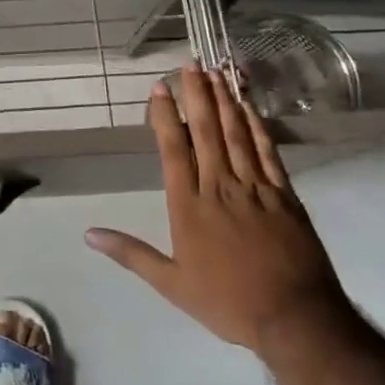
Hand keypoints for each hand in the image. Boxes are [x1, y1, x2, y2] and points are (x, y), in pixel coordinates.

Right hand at [85, 65, 354, 355]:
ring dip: (225, 101)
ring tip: (216, 73)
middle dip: (197, 95)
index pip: (173, 149)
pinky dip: (257, 126)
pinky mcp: (285, 194)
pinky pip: (268, 152)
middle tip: (190, 65)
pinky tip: (249, 107)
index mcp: (189, 206)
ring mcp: (255, 187)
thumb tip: (89, 234)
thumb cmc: (227, 302)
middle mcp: (219, 187)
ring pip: (236, 134)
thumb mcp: (171, 284)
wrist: (295, 319)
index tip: (160, 88)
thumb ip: (131, 253)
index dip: (165, 116)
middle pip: (205, 131)